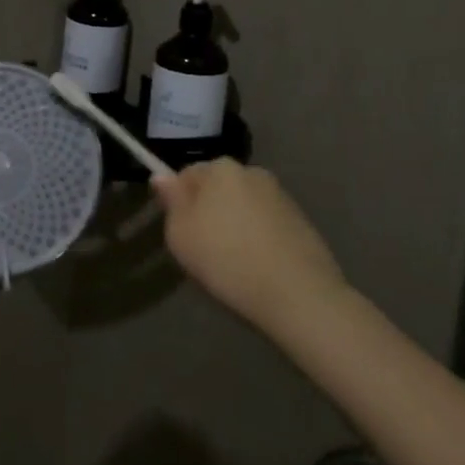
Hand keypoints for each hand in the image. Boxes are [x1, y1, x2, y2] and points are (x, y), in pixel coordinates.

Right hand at [152, 159, 344, 328]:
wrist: (299, 295)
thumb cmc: (227, 260)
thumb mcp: (180, 234)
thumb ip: (171, 200)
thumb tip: (162, 176)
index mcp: (221, 168)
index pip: (187, 174)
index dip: (179, 202)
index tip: (181, 231)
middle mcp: (253, 172)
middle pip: (218, 188)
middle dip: (209, 210)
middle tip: (204, 248)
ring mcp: (282, 197)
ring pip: (244, 206)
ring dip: (235, 224)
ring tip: (234, 262)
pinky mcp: (303, 223)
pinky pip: (267, 225)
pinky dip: (259, 238)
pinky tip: (259, 267)